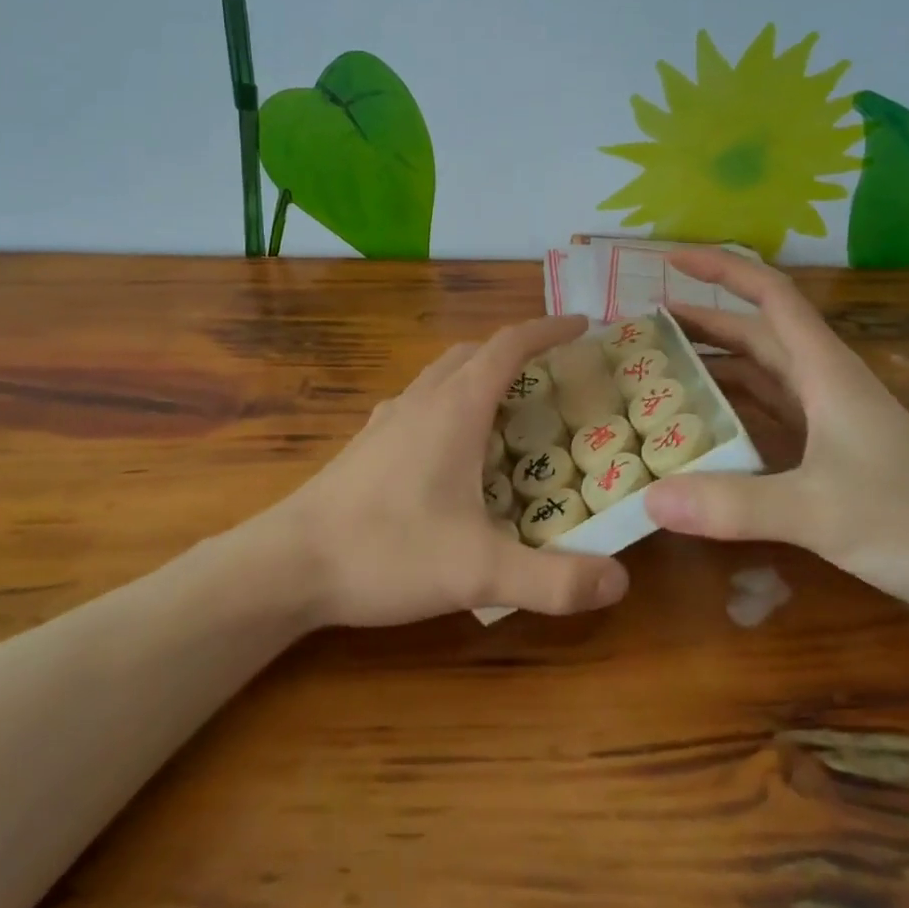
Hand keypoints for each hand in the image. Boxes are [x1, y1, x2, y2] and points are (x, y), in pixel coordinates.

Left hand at [267, 315, 630, 628]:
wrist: (288, 564)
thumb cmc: (386, 551)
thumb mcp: (478, 572)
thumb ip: (552, 580)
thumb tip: (620, 582)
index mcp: (454, 408)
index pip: (508, 346)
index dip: (548, 330)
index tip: (582, 325)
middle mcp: (421, 400)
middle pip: (474, 352)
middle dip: (516, 351)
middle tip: (553, 375)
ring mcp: (388, 419)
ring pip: (442, 375)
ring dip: (479, 375)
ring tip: (509, 408)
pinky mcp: (367, 443)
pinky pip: (419, 402)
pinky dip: (450, 403)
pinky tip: (453, 449)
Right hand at [642, 249, 908, 621]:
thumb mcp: (817, 511)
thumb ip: (733, 505)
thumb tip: (650, 500)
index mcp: (823, 369)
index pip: (770, 294)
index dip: (721, 269)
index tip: (671, 260)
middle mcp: (821, 381)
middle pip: (753, 333)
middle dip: (700, 323)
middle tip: (641, 332)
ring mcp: (825, 416)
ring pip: (758, 373)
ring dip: (712, 366)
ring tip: (656, 374)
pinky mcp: (827, 449)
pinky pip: (765, 413)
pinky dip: (729, 410)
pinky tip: (698, 430)